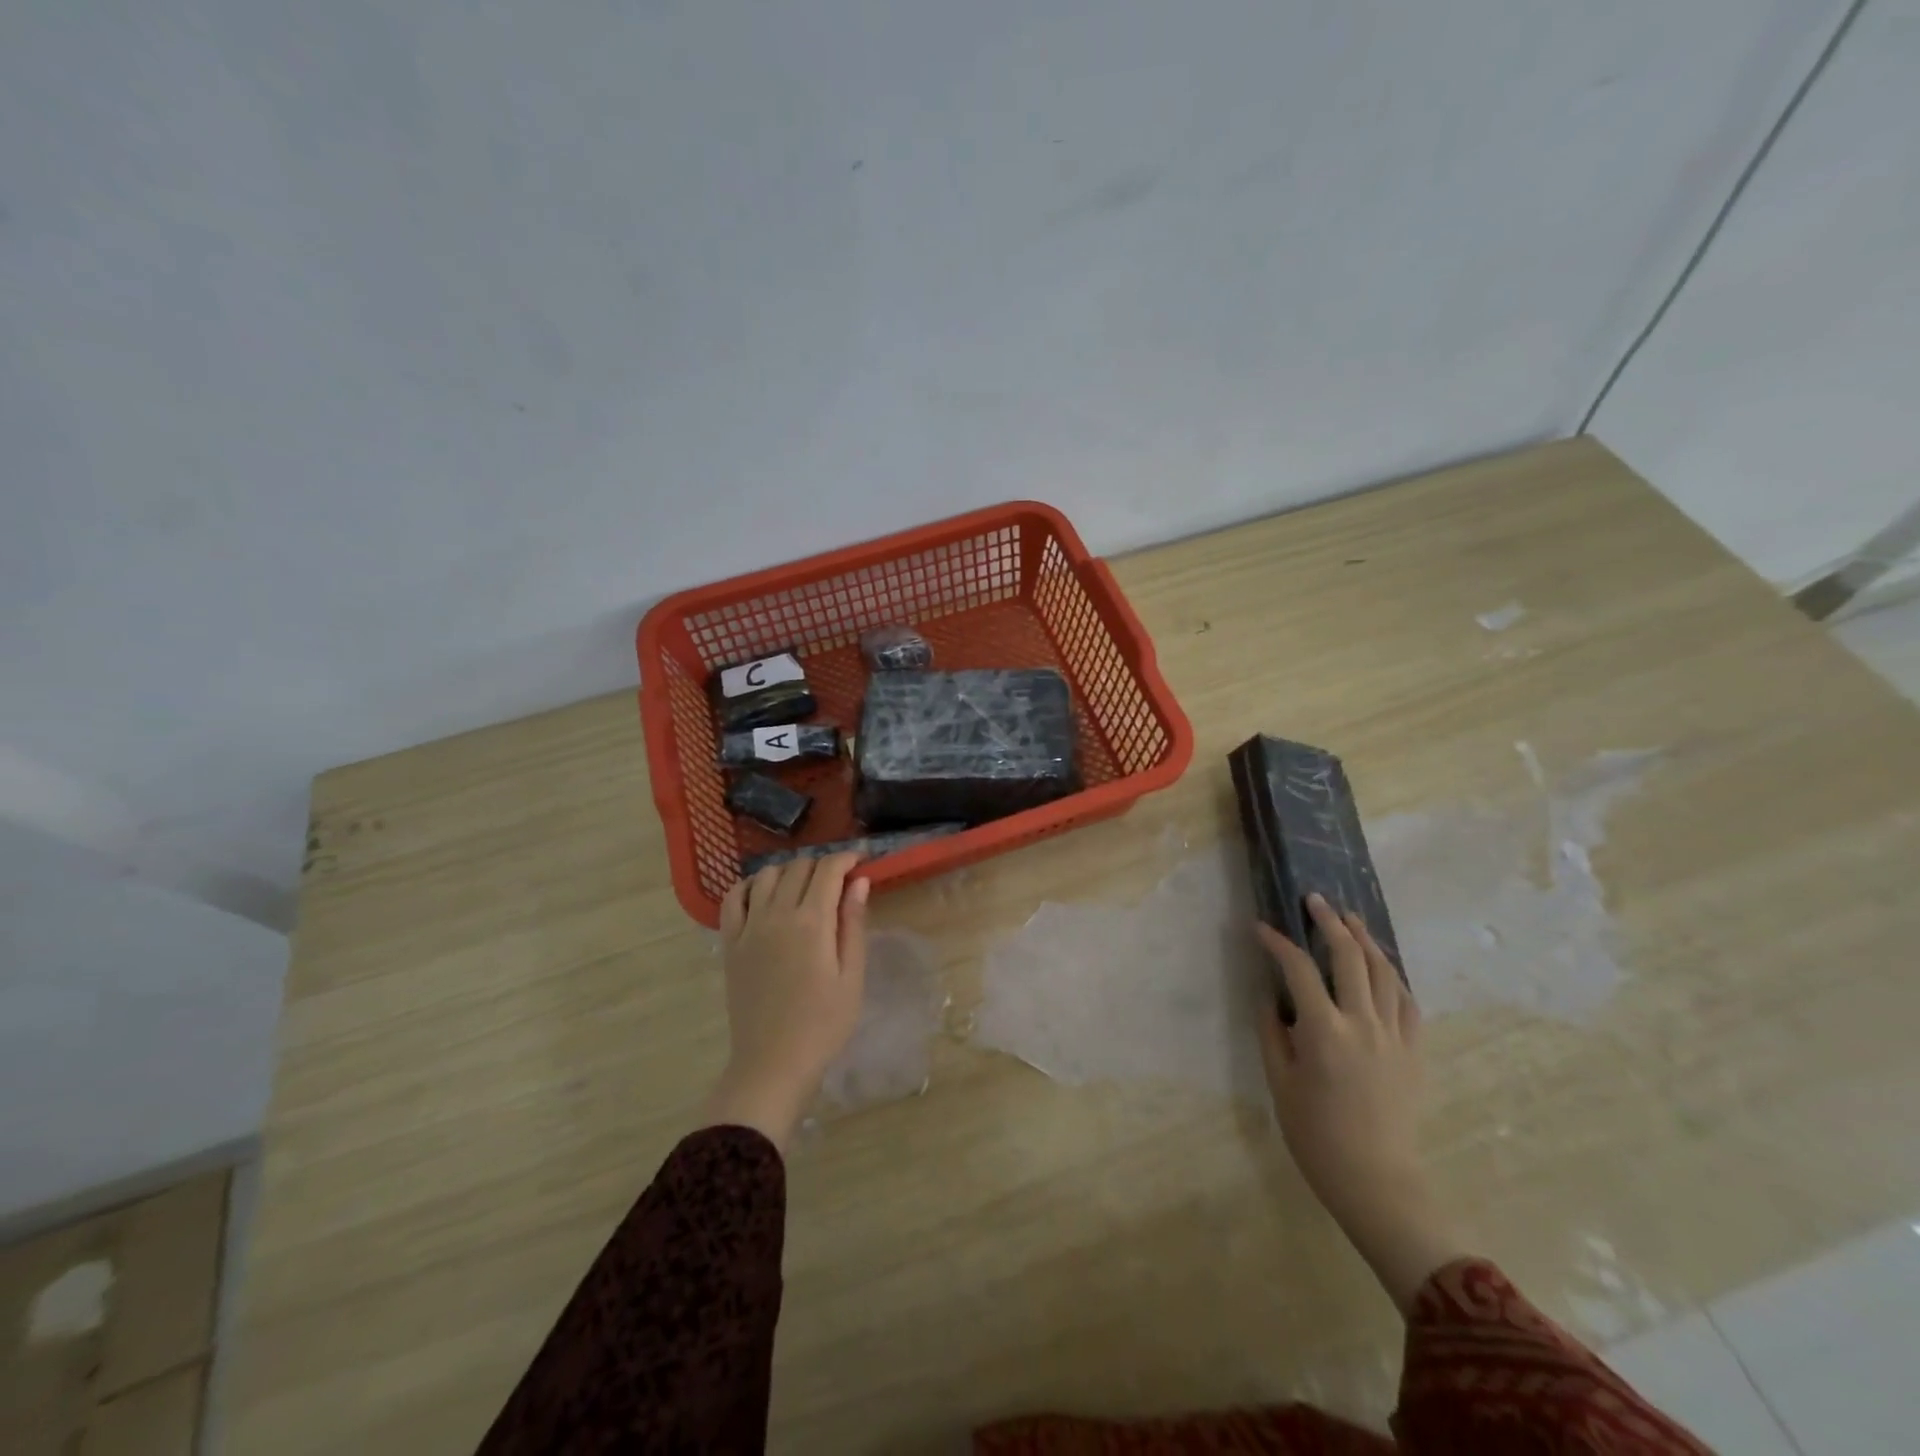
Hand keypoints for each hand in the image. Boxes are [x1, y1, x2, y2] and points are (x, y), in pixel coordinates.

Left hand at [701, 852, 869, 1151]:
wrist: (772, 1063)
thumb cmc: (823, 1024)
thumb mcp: (852, 976)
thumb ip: (853, 924)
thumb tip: (858, 882)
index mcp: (812, 922)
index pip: (828, 870)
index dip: (847, 858)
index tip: (861, 861)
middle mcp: (777, 915)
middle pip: (798, 867)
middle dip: (823, 864)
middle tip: (840, 879)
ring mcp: (749, 927)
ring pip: (767, 875)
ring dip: (790, 871)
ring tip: (805, 887)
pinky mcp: (730, 943)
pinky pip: (734, 898)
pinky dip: (750, 885)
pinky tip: (765, 894)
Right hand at [1255, 894, 1466, 1311]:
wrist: (1377, 1180)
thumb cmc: (1316, 1134)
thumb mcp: (1280, 1081)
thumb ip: (1272, 1031)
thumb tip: (1269, 995)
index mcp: (1323, 1031)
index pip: (1297, 968)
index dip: (1276, 942)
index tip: (1259, 928)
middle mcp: (1362, 1023)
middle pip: (1349, 956)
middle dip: (1330, 922)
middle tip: (1314, 901)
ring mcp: (1394, 1035)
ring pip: (1384, 971)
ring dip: (1365, 939)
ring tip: (1350, 918)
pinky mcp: (1414, 1050)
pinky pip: (1406, 1001)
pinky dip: (1391, 975)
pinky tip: (1381, 965)